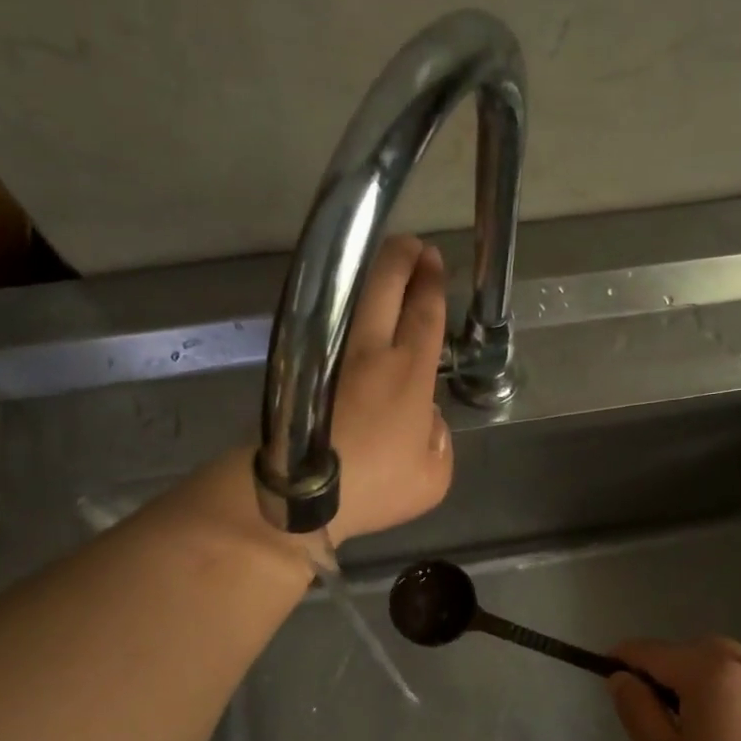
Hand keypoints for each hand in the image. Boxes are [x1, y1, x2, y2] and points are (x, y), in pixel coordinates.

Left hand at [327, 234, 453, 539]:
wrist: (301, 495)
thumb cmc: (375, 488)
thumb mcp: (432, 478)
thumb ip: (439, 441)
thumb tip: (427, 418)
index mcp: (409, 374)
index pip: (424, 315)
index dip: (431, 284)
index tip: (433, 261)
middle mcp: (369, 353)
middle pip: (382, 288)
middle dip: (399, 259)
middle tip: (411, 245)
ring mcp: (330, 357)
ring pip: (349, 300)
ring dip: (367, 278)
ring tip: (381, 268)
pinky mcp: (302, 371)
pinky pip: (326, 327)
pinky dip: (339, 309)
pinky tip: (347, 315)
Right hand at [607, 638, 740, 740]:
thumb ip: (637, 711)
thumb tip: (621, 678)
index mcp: (708, 672)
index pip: (654, 652)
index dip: (626, 656)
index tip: (605, 667)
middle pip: (697, 649)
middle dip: (670, 664)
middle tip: (651, 701)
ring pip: (735, 659)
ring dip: (710, 671)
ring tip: (698, 708)